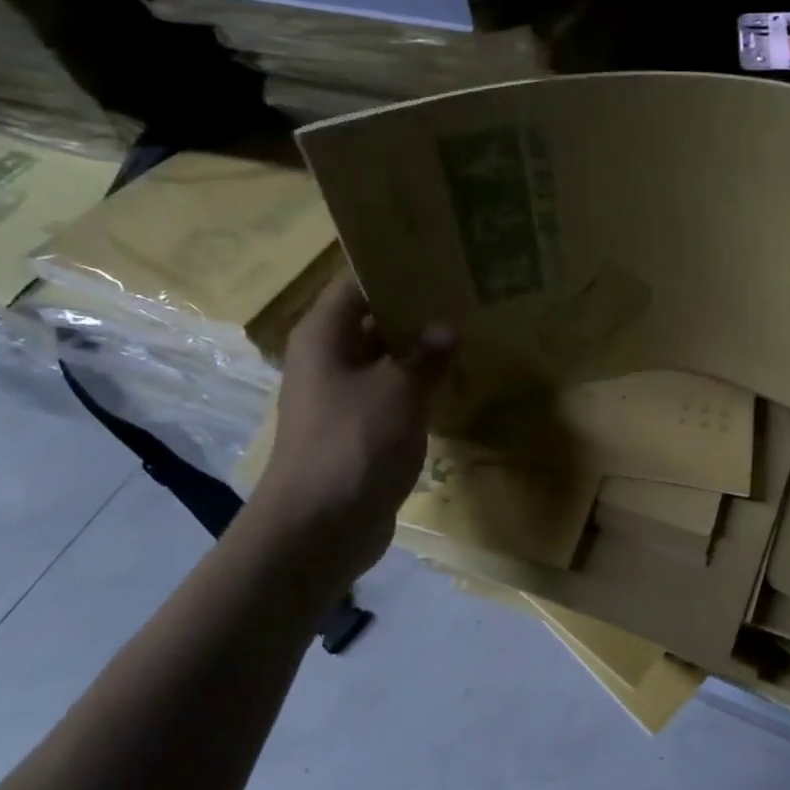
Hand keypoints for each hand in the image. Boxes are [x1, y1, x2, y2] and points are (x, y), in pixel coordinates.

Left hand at [250, 275, 453, 574]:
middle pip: (371, 320)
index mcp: (324, 336)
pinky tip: (454, 383)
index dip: (395, 269)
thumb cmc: (355, 444)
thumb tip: (445, 329)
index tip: (440, 262)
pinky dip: (416, 387)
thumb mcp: (398, 391)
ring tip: (469, 332)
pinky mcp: (357, 430)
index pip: (357, 283)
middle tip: (466, 296)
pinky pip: (389, 395)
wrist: (320, 528)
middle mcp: (327, 359)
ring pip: (384, 360)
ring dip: (419, 351)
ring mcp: (341, 397)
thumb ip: (425, 355)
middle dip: (416, 310)